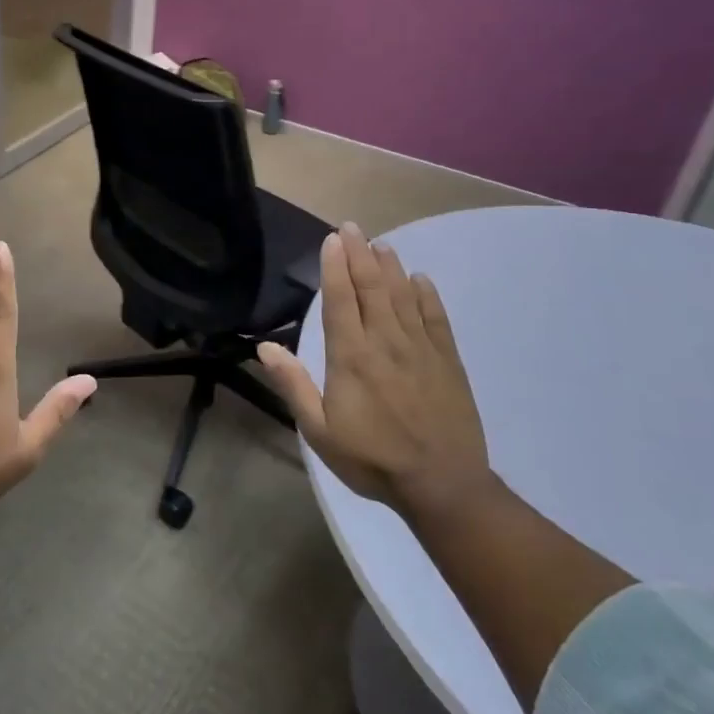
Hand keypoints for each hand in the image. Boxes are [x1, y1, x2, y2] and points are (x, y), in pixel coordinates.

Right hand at [258, 223, 496, 524]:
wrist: (442, 485)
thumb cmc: (372, 459)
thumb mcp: (319, 430)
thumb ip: (293, 385)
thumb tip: (265, 347)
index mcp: (351, 356)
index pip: (341, 299)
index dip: (334, 266)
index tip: (332, 239)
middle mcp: (386, 342)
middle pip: (372, 288)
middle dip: (359, 254)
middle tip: (352, 227)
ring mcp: (421, 349)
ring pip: (403, 296)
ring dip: (390, 267)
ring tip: (381, 244)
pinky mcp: (447, 361)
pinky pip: (436, 318)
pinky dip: (427, 295)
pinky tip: (420, 279)